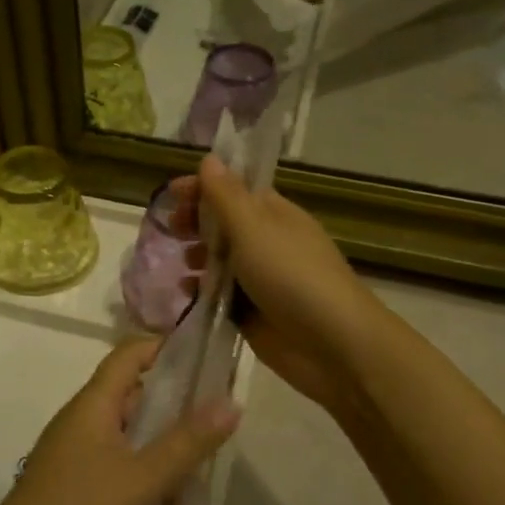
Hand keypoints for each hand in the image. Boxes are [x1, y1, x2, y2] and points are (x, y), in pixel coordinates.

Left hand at [0, 338, 239, 504]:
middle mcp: (83, 418)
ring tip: (198, 480)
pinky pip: (117, 465)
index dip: (165, 348)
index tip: (206, 361)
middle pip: (133, 395)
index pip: (130, 353)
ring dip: (162, 450)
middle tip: (214, 427)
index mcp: (94, 402)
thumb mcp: (145, 477)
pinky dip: (144, 477)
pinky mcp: (73, 484)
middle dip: (174, 409)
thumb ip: (189, 441)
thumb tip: (232, 401)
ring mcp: (75, 452)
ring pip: (129, 436)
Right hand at [169, 158, 383, 425]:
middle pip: (224, 224)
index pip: (234, 189)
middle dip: (196, 223)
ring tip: (184, 263)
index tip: (171, 194)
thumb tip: (210, 159)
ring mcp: (261, 279)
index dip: (203, 187)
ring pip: (221, 260)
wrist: (333, 345)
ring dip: (198, 257)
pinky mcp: (253, 313)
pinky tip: (187, 293)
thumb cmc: (292, 276)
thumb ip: (226, 196)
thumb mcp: (254, 229)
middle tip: (172, 229)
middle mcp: (267, 242)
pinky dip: (202, 292)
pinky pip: (221, 295)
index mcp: (274, 214)